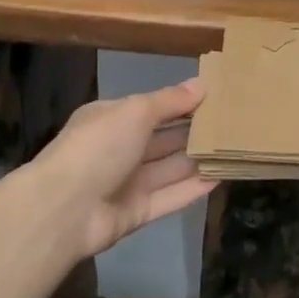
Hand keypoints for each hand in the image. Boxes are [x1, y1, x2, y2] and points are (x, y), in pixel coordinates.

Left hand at [34, 79, 217, 259]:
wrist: (63, 209)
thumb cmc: (98, 147)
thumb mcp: (135, 111)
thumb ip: (170, 101)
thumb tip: (202, 85)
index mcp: (111, 119)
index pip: (152, 108)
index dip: (182, 102)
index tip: (217, 97)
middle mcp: (119, 150)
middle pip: (163, 139)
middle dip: (194, 131)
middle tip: (234, 124)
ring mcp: (127, 183)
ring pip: (169, 168)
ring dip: (198, 159)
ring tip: (235, 149)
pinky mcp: (137, 213)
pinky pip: (170, 197)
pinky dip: (193, 188)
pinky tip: (221, 177)